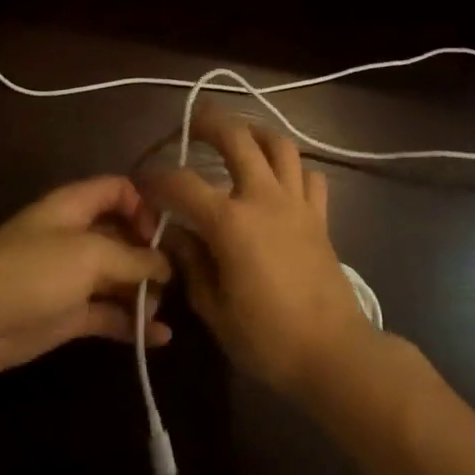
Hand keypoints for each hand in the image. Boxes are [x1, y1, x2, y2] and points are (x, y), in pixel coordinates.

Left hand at [0, 176, 173, 378]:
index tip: (166, 233)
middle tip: (179, 276)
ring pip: (118, 277)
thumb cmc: (30, 272)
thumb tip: (165, 265)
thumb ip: (132, 258)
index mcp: (75, 207)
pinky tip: (159, 338)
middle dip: (151, 253)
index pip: (118, 190)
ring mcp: (72, 277)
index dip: (145, 205)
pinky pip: (108, 314)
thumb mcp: (89, 255)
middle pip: (124, 235)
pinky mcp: (68, 314)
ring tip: (164, 309)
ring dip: (143, 292)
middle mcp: (76, 236)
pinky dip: (131, 323)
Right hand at [140, 102, 377, 399]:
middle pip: (237, 139)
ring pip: (280, 145)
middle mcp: (264, 199)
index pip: (182, 184)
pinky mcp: (319, 216)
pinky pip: (309, 175)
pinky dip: (292, 167)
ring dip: (256, 132)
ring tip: (239, 136)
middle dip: (210, 122)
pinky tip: (279, 177)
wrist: (332, 353)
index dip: (156, 178)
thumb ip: (191, 264)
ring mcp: (296, 203)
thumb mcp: (213, 308)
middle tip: (192, 122)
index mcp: (230, 222)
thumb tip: (173, 235)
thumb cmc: (266, 338)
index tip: (141, 181)